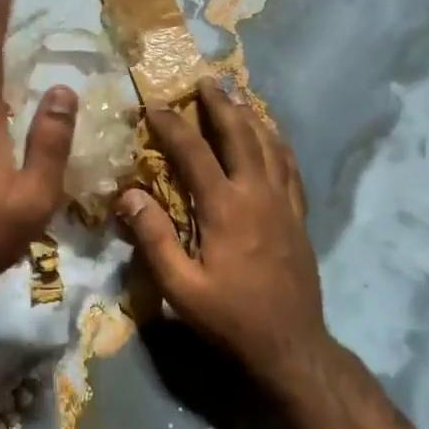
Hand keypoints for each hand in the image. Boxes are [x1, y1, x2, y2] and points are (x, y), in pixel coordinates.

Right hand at [118, 78, 324, 376]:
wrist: (291, 346)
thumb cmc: (229, 317)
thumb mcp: (180, 287)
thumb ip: (153, 238)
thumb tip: (128, 194)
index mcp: (225, 208)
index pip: (194, 152)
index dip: (173, 126)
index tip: (154, 106)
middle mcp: (257, 194)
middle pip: (240, 136)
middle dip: (220, 105)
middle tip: (205, 81)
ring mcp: (284, 203)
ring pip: (270, 145)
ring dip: (251, 117)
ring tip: (236, 97)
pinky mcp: (299, 216)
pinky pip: (291, 167)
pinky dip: (279, 143)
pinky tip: (272, 136)